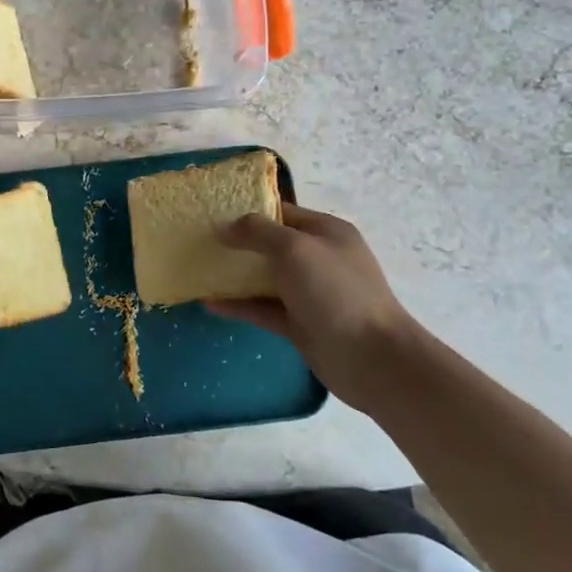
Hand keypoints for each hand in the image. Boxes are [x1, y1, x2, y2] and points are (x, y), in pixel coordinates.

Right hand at [209, 204, 424, 410]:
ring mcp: (310, 293)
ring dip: (234, 276)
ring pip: (265, 278)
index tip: (212, 215)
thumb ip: (257, 232)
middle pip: (271, 245)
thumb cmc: (335, 291)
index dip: (248, 212)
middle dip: (238, 243)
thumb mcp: (294, 248)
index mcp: (325, 232)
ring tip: (199, 271)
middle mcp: (318, 259)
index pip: (281, 212)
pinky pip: (263, 309)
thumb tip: (224, 226)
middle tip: (200, 242)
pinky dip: (239, 306)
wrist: (371, 358)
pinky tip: (210, 304)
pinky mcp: (300, 324)